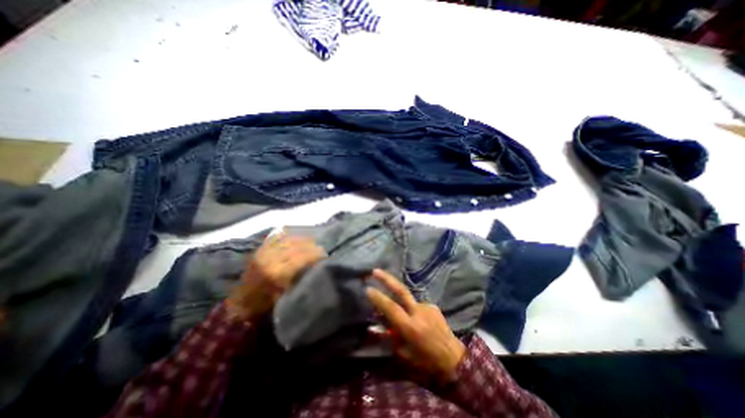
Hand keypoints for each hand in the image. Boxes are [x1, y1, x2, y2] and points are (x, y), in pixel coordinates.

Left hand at [227, 233, 325, 320]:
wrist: (239, 307)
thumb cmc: (265, 307)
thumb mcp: (286, 297)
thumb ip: (301, 279)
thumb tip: (317, 266)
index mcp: (276, 273)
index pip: (302, 256)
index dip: (316, 254)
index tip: (326, 255)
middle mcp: (269, 258)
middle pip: (297, 245)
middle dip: (312, 246)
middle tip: (321, 250)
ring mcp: (262, 252)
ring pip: (288, 238)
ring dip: (302, 239)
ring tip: (311, 243)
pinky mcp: (258, 250)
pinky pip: (276, 237)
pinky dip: (289, 235)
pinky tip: (296, 238)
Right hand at [366, 270, 463, 382]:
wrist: (454, 359)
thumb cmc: (426, 361)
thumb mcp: (404, 354)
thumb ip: (389, 337)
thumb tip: (374, 327)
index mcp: (410, 327)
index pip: (391, 308)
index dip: (378, 298)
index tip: (367, 289)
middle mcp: (419, 313)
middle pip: (401, 290)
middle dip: (387, 279)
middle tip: (375, 271)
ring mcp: (427, 307)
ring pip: (409, 300)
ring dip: (403, 304)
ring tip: (408, 321)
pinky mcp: (433, 306)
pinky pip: (418, 305)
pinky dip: (413, 311)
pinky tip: (419, 321)